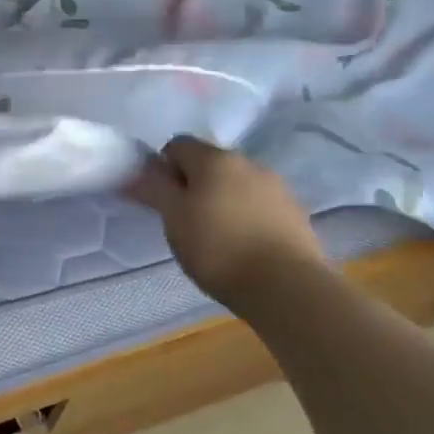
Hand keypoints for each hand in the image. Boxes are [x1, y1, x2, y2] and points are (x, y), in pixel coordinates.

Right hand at [126, 137, 325, 300]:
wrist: (287, 288)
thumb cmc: (218, 248)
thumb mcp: (173, 219)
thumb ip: (153, 189)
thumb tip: (137, 171)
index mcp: (214, 158)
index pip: (177, 145)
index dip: (163, 168)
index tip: (161, 199)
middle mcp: (248, 162)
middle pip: (209, 163)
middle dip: (193, 184)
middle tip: (185, 220)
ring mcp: (277, 187)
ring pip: (236, 184)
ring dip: (222, 199)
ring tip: (216, 237)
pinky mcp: (296, 213)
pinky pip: (260, 204)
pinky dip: (246, 216)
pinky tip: (244, 246)